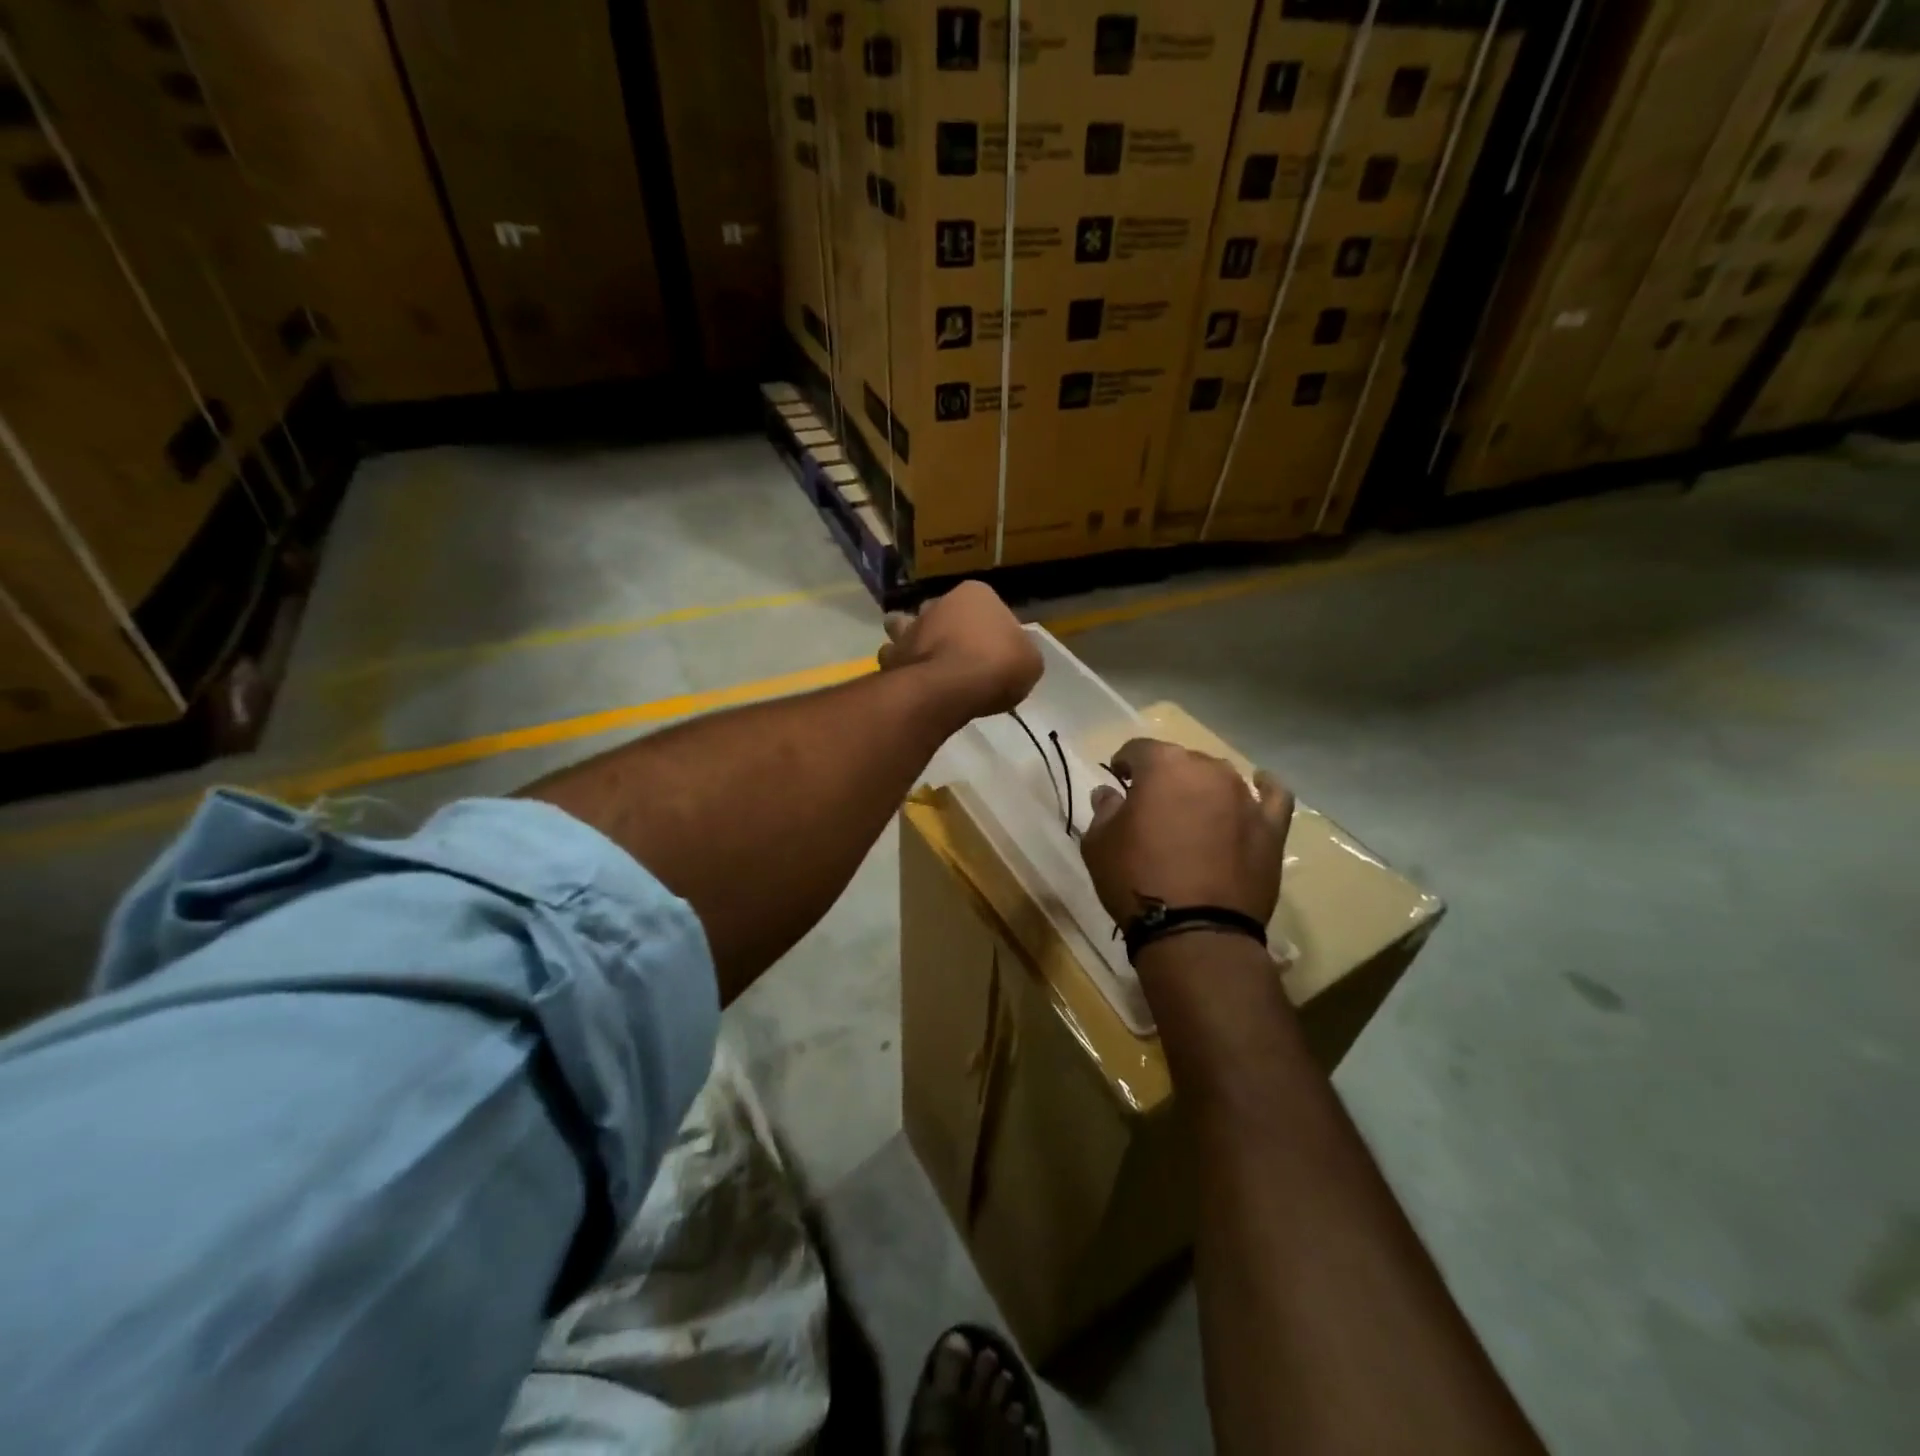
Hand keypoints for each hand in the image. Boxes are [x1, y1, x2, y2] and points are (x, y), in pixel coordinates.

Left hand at [880, 582, 1041, 719]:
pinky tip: (913, 682)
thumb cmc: (997, 665)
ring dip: (915, 641)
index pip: (988, 607)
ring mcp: (910, 628)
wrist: (950, 688)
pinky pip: (895, 659)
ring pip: (909, 628)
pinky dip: (901, 667)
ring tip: (927, 664)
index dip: (993, 630)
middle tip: (962, 658)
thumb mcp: (1030, 661)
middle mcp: (938, 602)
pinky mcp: (892, 656)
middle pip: (944, 613)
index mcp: (976, 594)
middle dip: (948, 629)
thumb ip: (1021, 653)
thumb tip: (1013, 656)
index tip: (997, 653)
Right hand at [1080, 738, 1293, 926]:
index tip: (1118, 780)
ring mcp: (1244, 797)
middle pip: (1182, 762)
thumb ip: (1104, 810)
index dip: (1125, 763)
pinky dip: (1265, 789)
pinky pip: (1274, 796)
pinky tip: (1259, 786)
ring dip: (1204, 788)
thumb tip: (1109, 793)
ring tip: (1193, 812)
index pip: (1139, 749)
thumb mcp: (1099, 844)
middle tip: (1152, 806)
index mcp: (1163, 766)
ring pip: (1220, 778)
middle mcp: (1207, 770)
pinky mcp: (1271, 827)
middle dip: (1165, 777)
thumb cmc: (1136, 880)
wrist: (1194, 930)